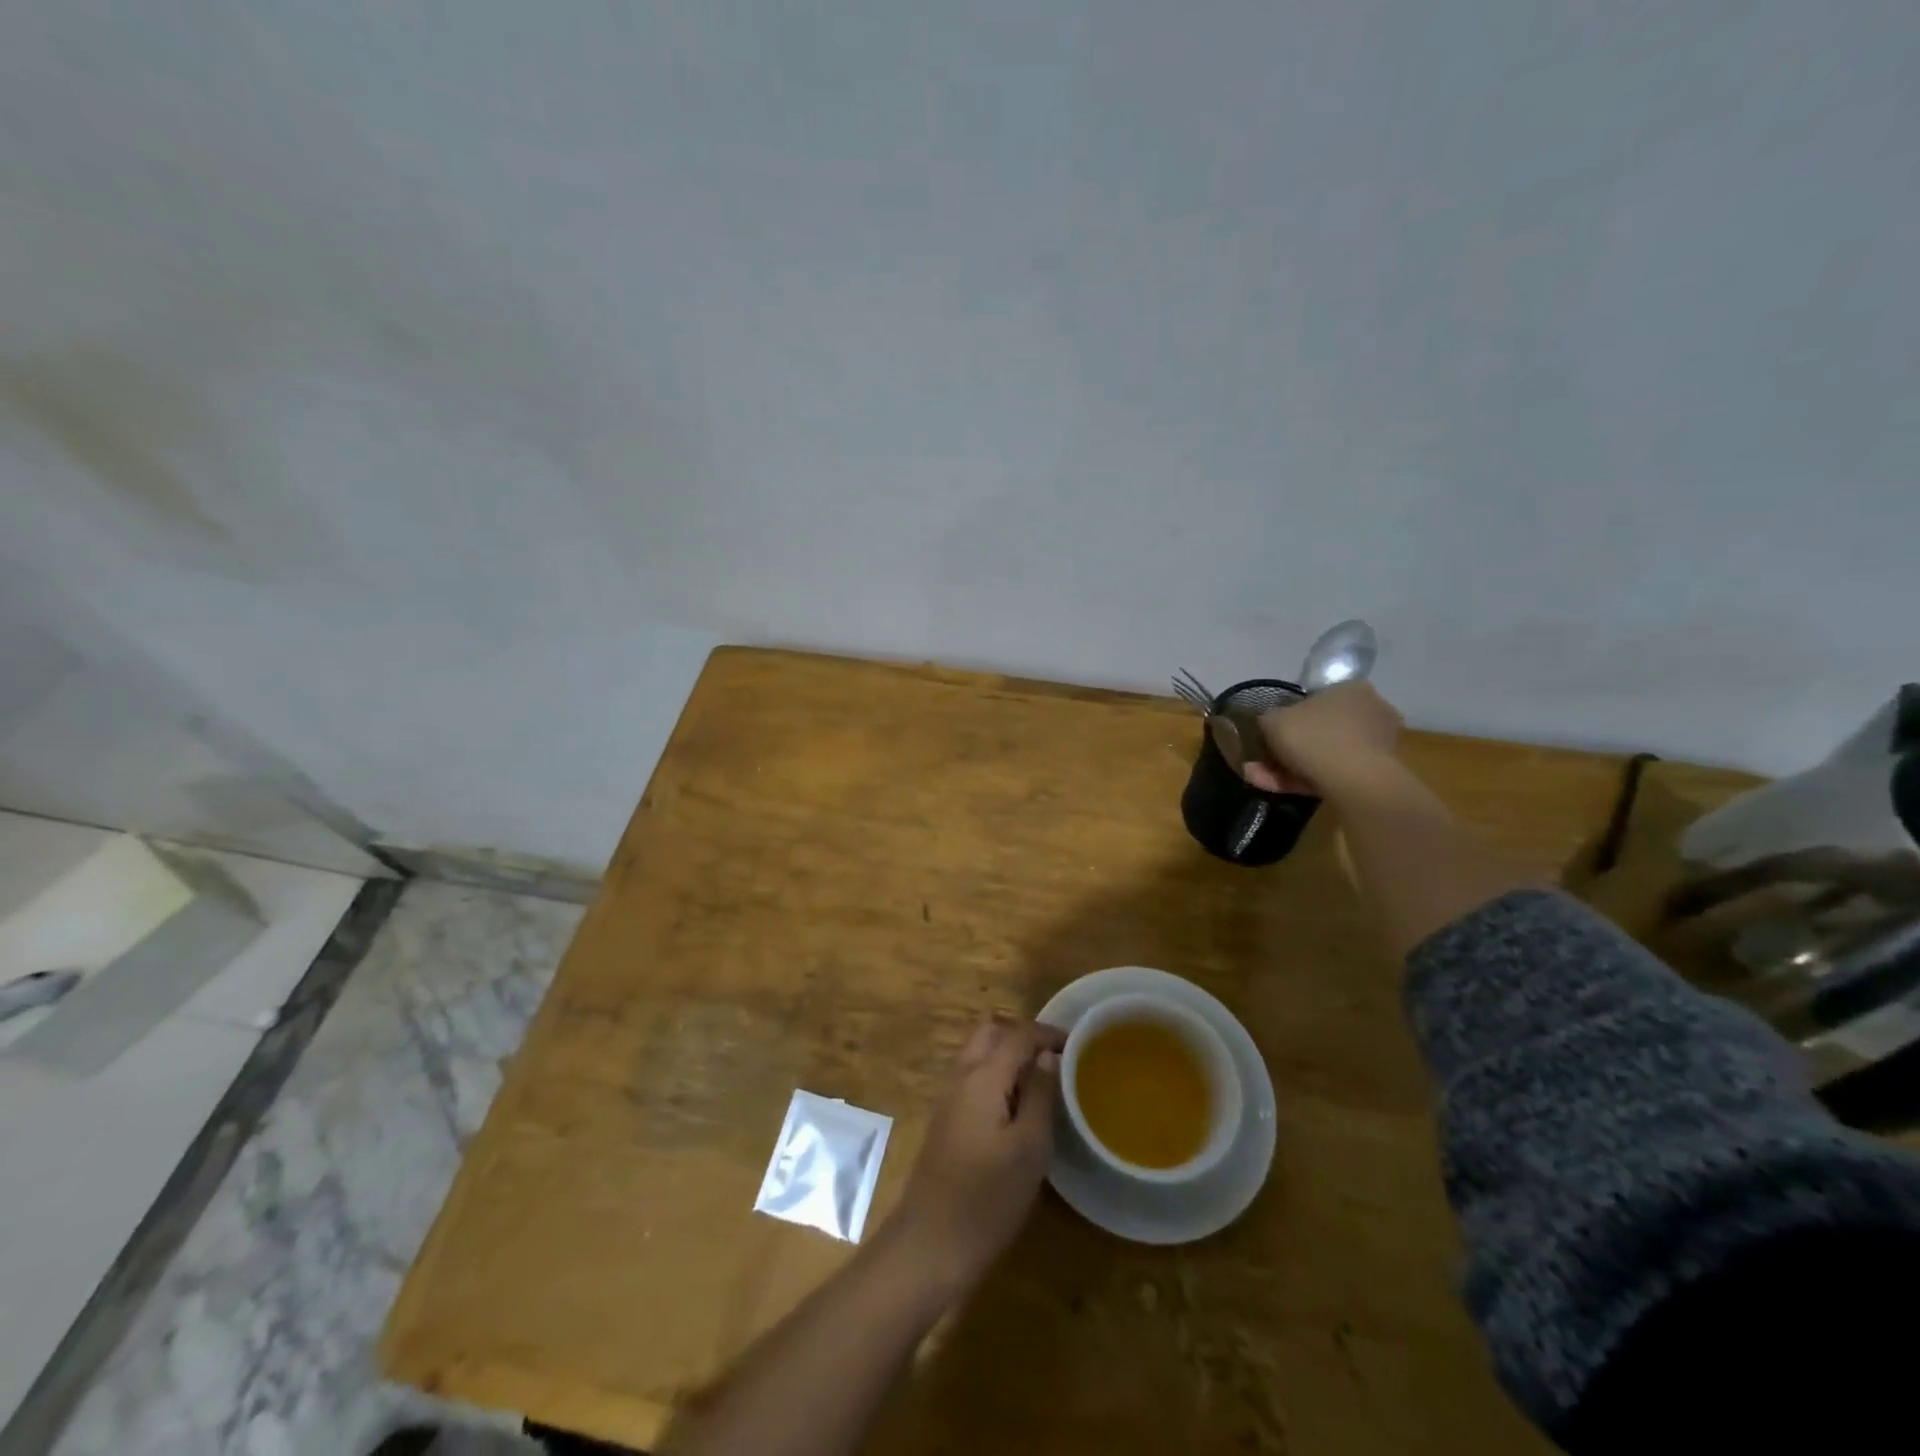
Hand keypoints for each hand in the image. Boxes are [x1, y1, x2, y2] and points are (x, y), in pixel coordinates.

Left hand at [889, 1017, 1064, 1296]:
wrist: (930, 1243)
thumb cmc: (987, 1198)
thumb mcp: (1029, 1148)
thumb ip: (1039, 1095)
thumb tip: (1048, 1056)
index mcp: (982, 1076)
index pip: (1018, 1034)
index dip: (1048, 1033)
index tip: (1079, 1044)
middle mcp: (961, 1076)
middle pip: (991, 1035)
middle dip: (1023, 1038)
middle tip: (1056, 1060)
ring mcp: (949, 1098)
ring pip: (979, 1055)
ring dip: (1008, 1056)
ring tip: (1042, 1082)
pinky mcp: (946, 1120)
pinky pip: (973, 1078)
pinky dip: (996, 1076)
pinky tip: (1017, 1107)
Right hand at [1243, 680, 1402, 796]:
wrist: (1353, 781)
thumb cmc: (1313, 737)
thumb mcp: (1272, 720)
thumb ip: (1268, 719)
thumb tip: (1269, 723)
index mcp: (1351, 690)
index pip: (1315, 699)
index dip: (1288, 716)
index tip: (1270, 733)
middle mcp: (1369, 713)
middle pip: (1318, 730)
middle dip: (1286, 747)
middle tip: (1260, 759)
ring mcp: (1374, 746)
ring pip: (1321, 755)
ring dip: (1287, 767)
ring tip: (1257, 778)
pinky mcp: (1372, 776)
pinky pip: (1329, 774)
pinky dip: (1301, 780)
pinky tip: (1273, 788)